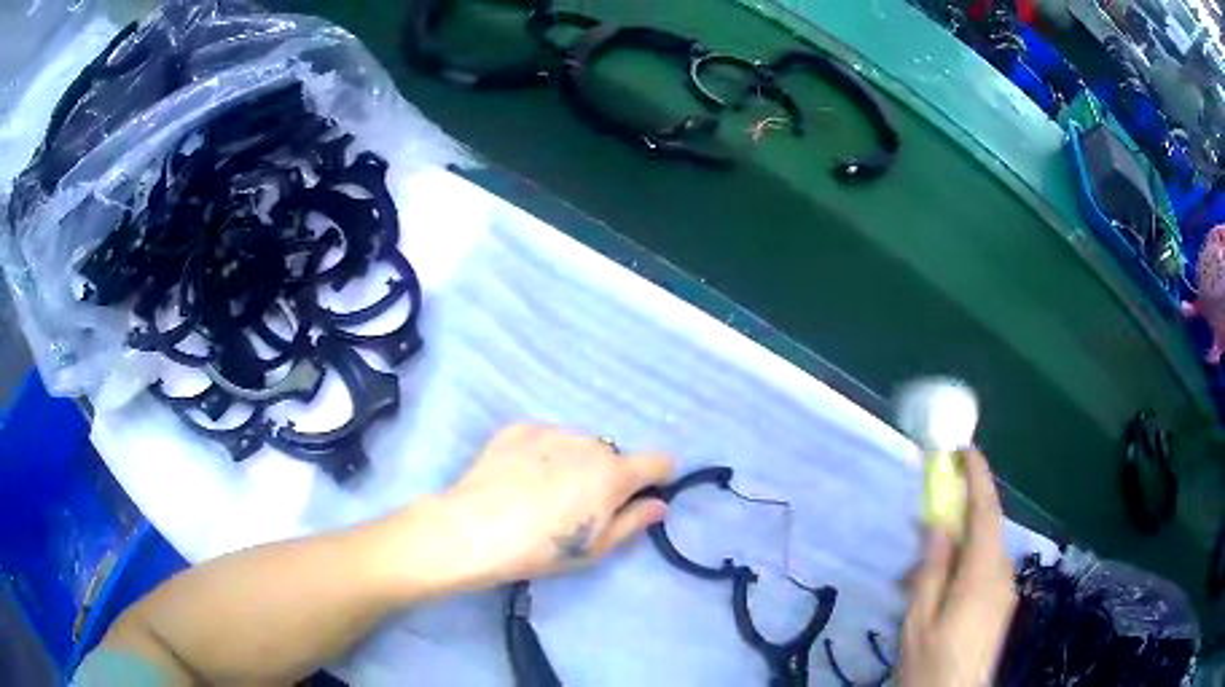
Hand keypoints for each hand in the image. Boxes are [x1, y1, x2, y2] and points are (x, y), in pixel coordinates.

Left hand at [411, 424, 674, 591]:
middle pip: (613, 455)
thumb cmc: (541, 548)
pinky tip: (519, 479)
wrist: (473, 530)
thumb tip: (659, 505)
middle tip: (578, 506)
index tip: (643, 495)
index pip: (658, 461)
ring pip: (578, 445)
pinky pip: (545, 439)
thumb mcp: (595, 547)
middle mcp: (588, 443)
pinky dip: (542, 454)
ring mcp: (551, 431)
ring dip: (574, 462)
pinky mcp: (518, 428)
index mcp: (613, 473)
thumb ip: (634, 521)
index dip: (658, 478)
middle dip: (607, 475)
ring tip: (543, 492)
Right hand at [899, 449, 1017, 686]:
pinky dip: (964, 563)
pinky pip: (985, 569)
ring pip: (984, 549)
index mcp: (982, 574)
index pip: (985, 512)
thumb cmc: (932, 662)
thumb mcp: (919, 620)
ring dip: (958, 544)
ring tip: (919, 568)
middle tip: (925, 517)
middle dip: (960, 512)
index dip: (977, 477)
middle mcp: (1001, 573)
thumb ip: (931, 570)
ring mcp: (1004, 589)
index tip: (964, 449)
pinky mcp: (1001, 602)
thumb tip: (939, 525)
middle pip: (986, 527)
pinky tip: (939, 587)